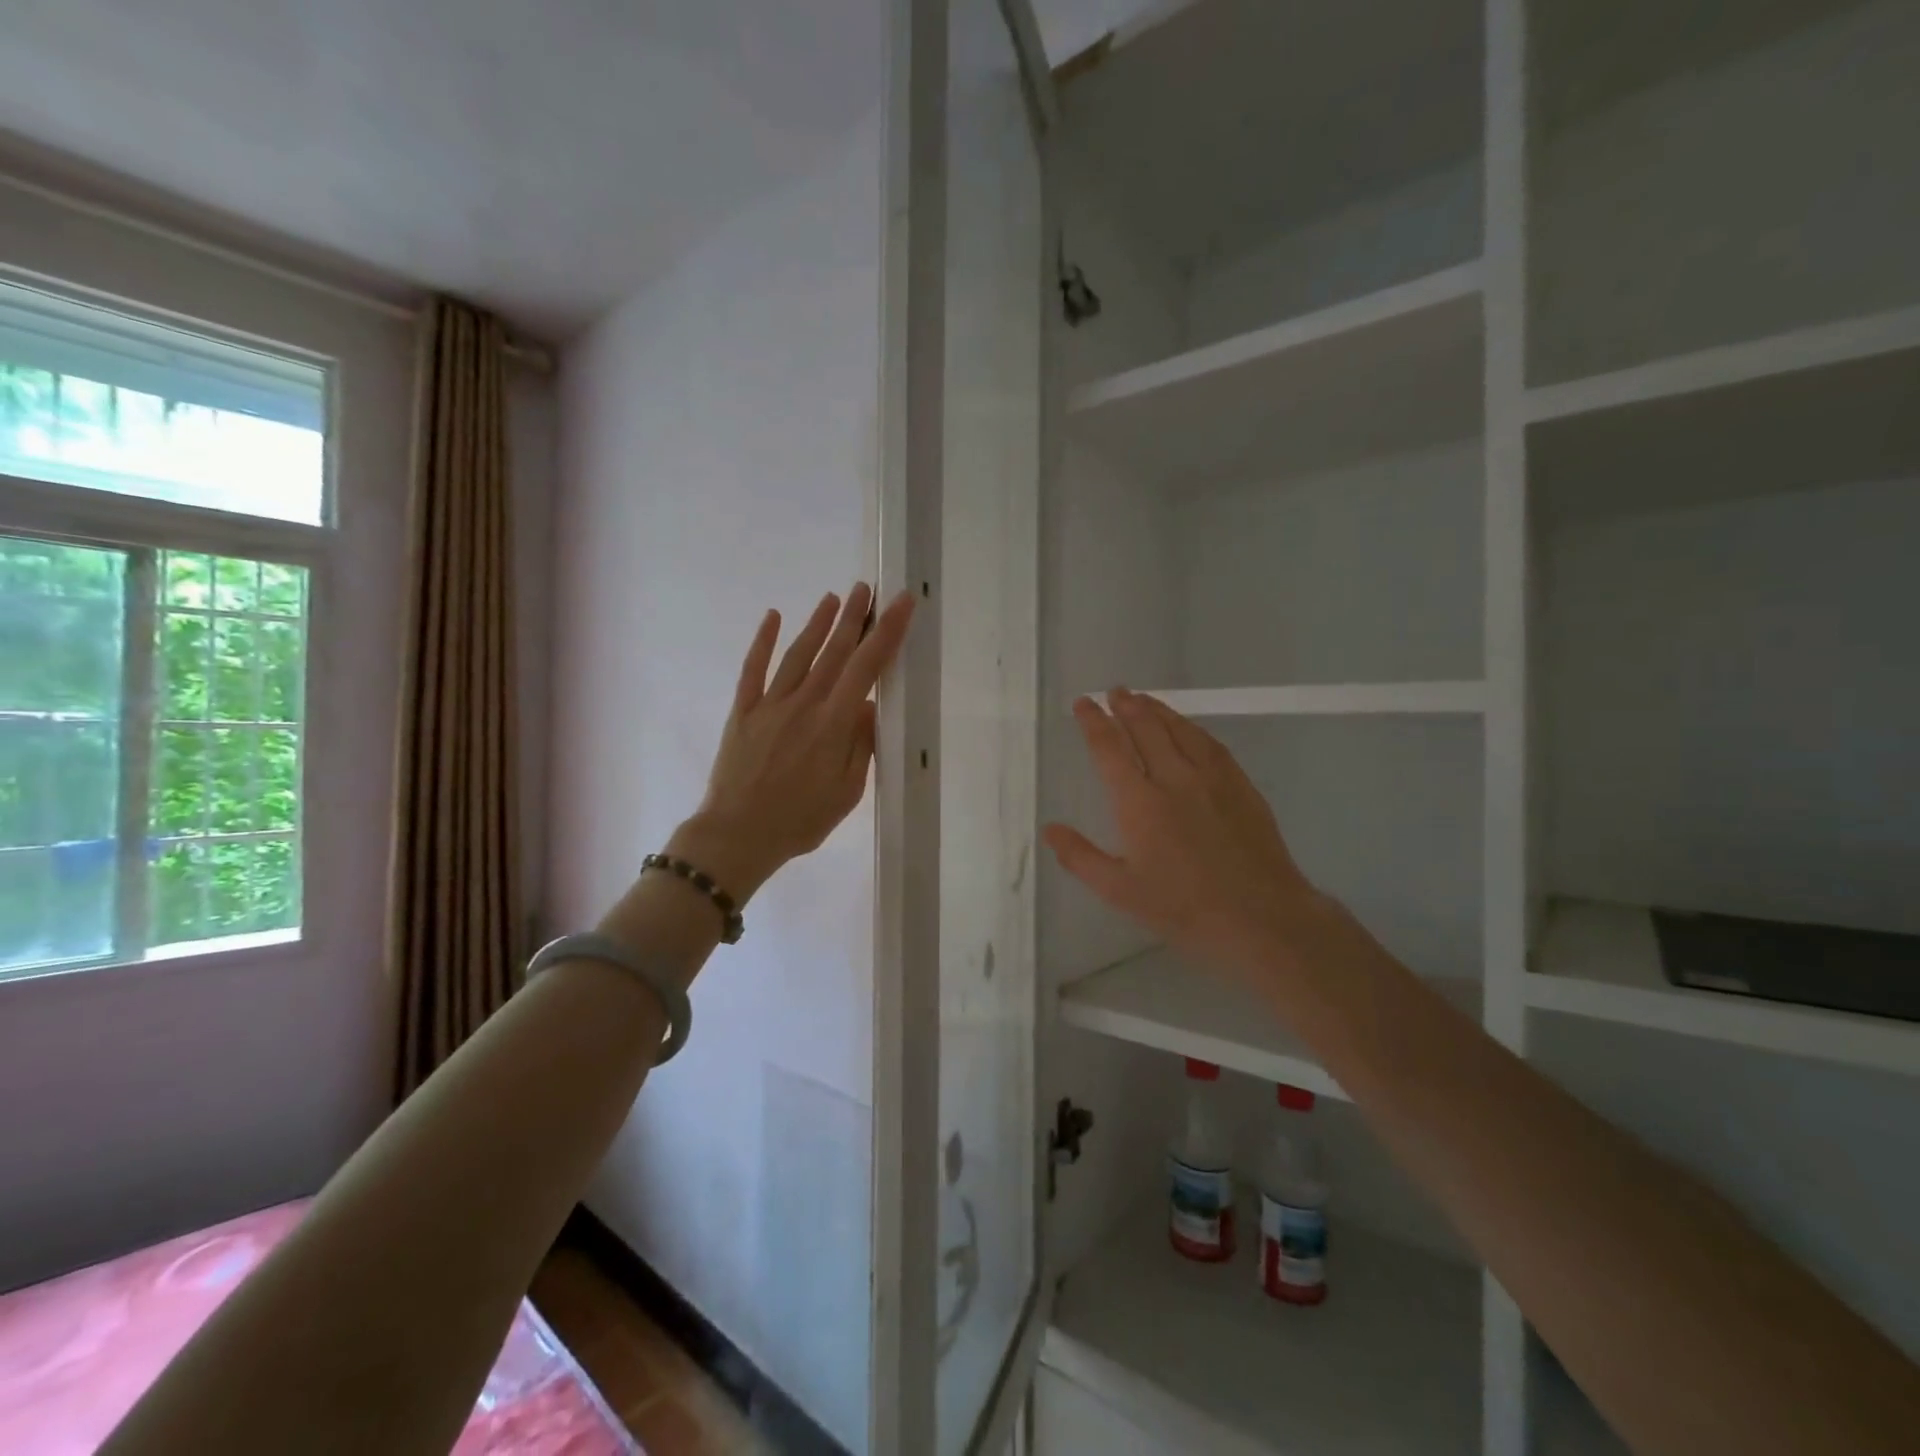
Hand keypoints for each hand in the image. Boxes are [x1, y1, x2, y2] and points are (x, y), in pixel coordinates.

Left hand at [669, 583, 915, 900]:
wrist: (737, 835)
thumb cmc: (799, 820)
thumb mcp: (846, 793)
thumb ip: (860, 746)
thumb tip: (869, 707)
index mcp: (832, 724)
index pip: (866, 668)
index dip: (886, 633)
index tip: (900, 604)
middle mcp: (803, 704)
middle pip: (833, 652)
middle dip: (853, 618)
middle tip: (867, 588)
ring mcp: (769, 705)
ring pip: (798, 654)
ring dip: (817, 623)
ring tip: (833, 597)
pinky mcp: (743, 711)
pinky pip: (754, 669)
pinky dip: (763, 641)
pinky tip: (773, 617)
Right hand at [1043, 688, 1340, 980]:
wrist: (1260, 917)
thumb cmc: (1183, 908)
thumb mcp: (1120, 892)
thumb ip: (1081, 857)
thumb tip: (1050, 828)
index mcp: (1139, 802)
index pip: (1110, 749)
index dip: (1094, 722)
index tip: (1084, 703)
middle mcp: (1174, 779)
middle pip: (1146, 729)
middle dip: (1126, 707)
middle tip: (1114, 691)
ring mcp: (1212, 779)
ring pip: (1180, 731)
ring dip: (1158, 711)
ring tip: (1143, 698)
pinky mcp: (1241, 786)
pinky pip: (1211, 744)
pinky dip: (1192, 728)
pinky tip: (1189, 728)